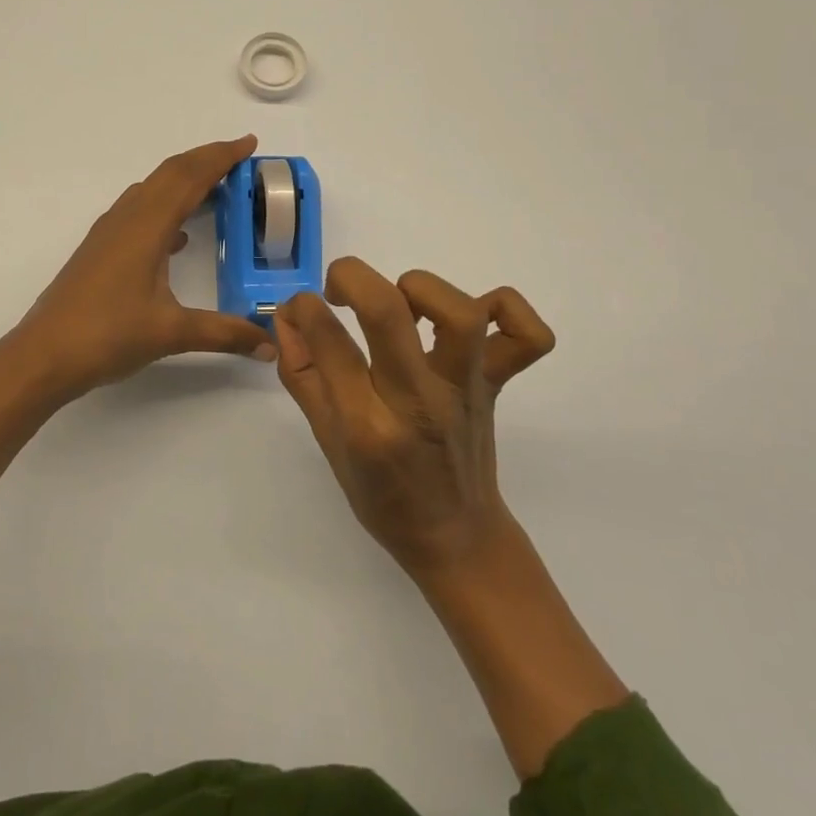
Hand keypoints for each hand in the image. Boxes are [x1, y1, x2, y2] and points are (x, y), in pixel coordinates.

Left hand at [12, 136, 277, 400]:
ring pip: (152, 190)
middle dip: (205, 160)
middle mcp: (127, 219)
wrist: (43, 355)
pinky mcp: (99, 249)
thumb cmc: (107, 336)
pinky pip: (138, 212)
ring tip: (215, 190)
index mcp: (147, 227)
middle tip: (239, 159)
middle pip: (170, 173)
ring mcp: (109, 233)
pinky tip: (177, 238)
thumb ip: (224, 334)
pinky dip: (164, 208)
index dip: (221, 157)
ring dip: (183, 181)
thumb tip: (270, 347)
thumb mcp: (172, 333)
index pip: (190, 177)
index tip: (249, 143)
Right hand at [273, 257, 554, 580]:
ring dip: (422, 289)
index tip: (300, 307)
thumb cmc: (382, 495)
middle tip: (338, 290)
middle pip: (388, 311)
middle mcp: (419, 401)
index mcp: (367, 425)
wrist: (456, 537)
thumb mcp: (326, 441)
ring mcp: (466, 390)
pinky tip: (474, 314)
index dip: (304, 308)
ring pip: (460, 313)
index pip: (329, 341)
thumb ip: (302, 374)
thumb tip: (288, 318)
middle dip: (352, 278)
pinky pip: (527, 337)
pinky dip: (507, 309)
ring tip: (402, 302)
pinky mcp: (497, 384)